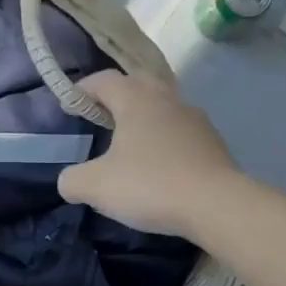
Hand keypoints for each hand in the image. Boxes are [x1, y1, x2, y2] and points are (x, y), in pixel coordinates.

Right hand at [57, 70, 240, 237]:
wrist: (216, 205)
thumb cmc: (149, 186)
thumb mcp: (96, 187)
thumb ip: (73, 180)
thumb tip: (69, 181)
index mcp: (136, 100)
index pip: (104, 80)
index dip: (83, 89)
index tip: (69, 105)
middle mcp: (167, 100)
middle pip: (138, 84)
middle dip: (117, 96)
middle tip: (101, 117)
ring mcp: (195, 119)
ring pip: (163, 107)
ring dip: (144, 117)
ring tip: (130, 142)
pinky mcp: (212, 143)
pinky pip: (180, 132)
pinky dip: (165, 139)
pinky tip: (159, 164)